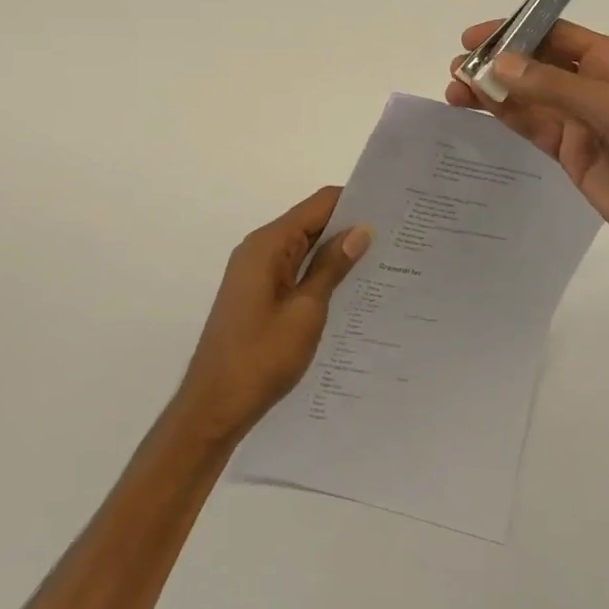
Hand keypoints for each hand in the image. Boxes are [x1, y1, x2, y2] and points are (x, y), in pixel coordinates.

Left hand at [174, 187, 370, 442]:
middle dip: (348, 227)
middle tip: (394, 237)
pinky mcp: (256, 293)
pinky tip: (348, 289)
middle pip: (310, 222)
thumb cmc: (261, 357)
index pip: (318, 204)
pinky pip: (293, 270)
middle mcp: (259, 249)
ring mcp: (255, 272)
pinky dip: (318, 272)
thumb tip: (361, 230)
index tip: (390, 210)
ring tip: (381, 261)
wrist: (214, 406)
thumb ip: (332, 267)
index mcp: (268, 244)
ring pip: (303, 248)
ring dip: (335, 252)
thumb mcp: (306, 311)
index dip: (353, 202)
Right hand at [447, 20, 608, 289]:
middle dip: (496, 64)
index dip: (514, 31)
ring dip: (492, 93)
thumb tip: (500, 65)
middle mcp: (593, 87)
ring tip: (454, 90)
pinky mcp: (572, 156)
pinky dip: (504, 119)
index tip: (474, 39)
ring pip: (527, 99)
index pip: (555, 35)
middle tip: (457, 70)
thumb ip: (556, 87)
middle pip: (534, 66)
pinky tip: (477, 112)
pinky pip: (532, 129)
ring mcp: (581, 123)